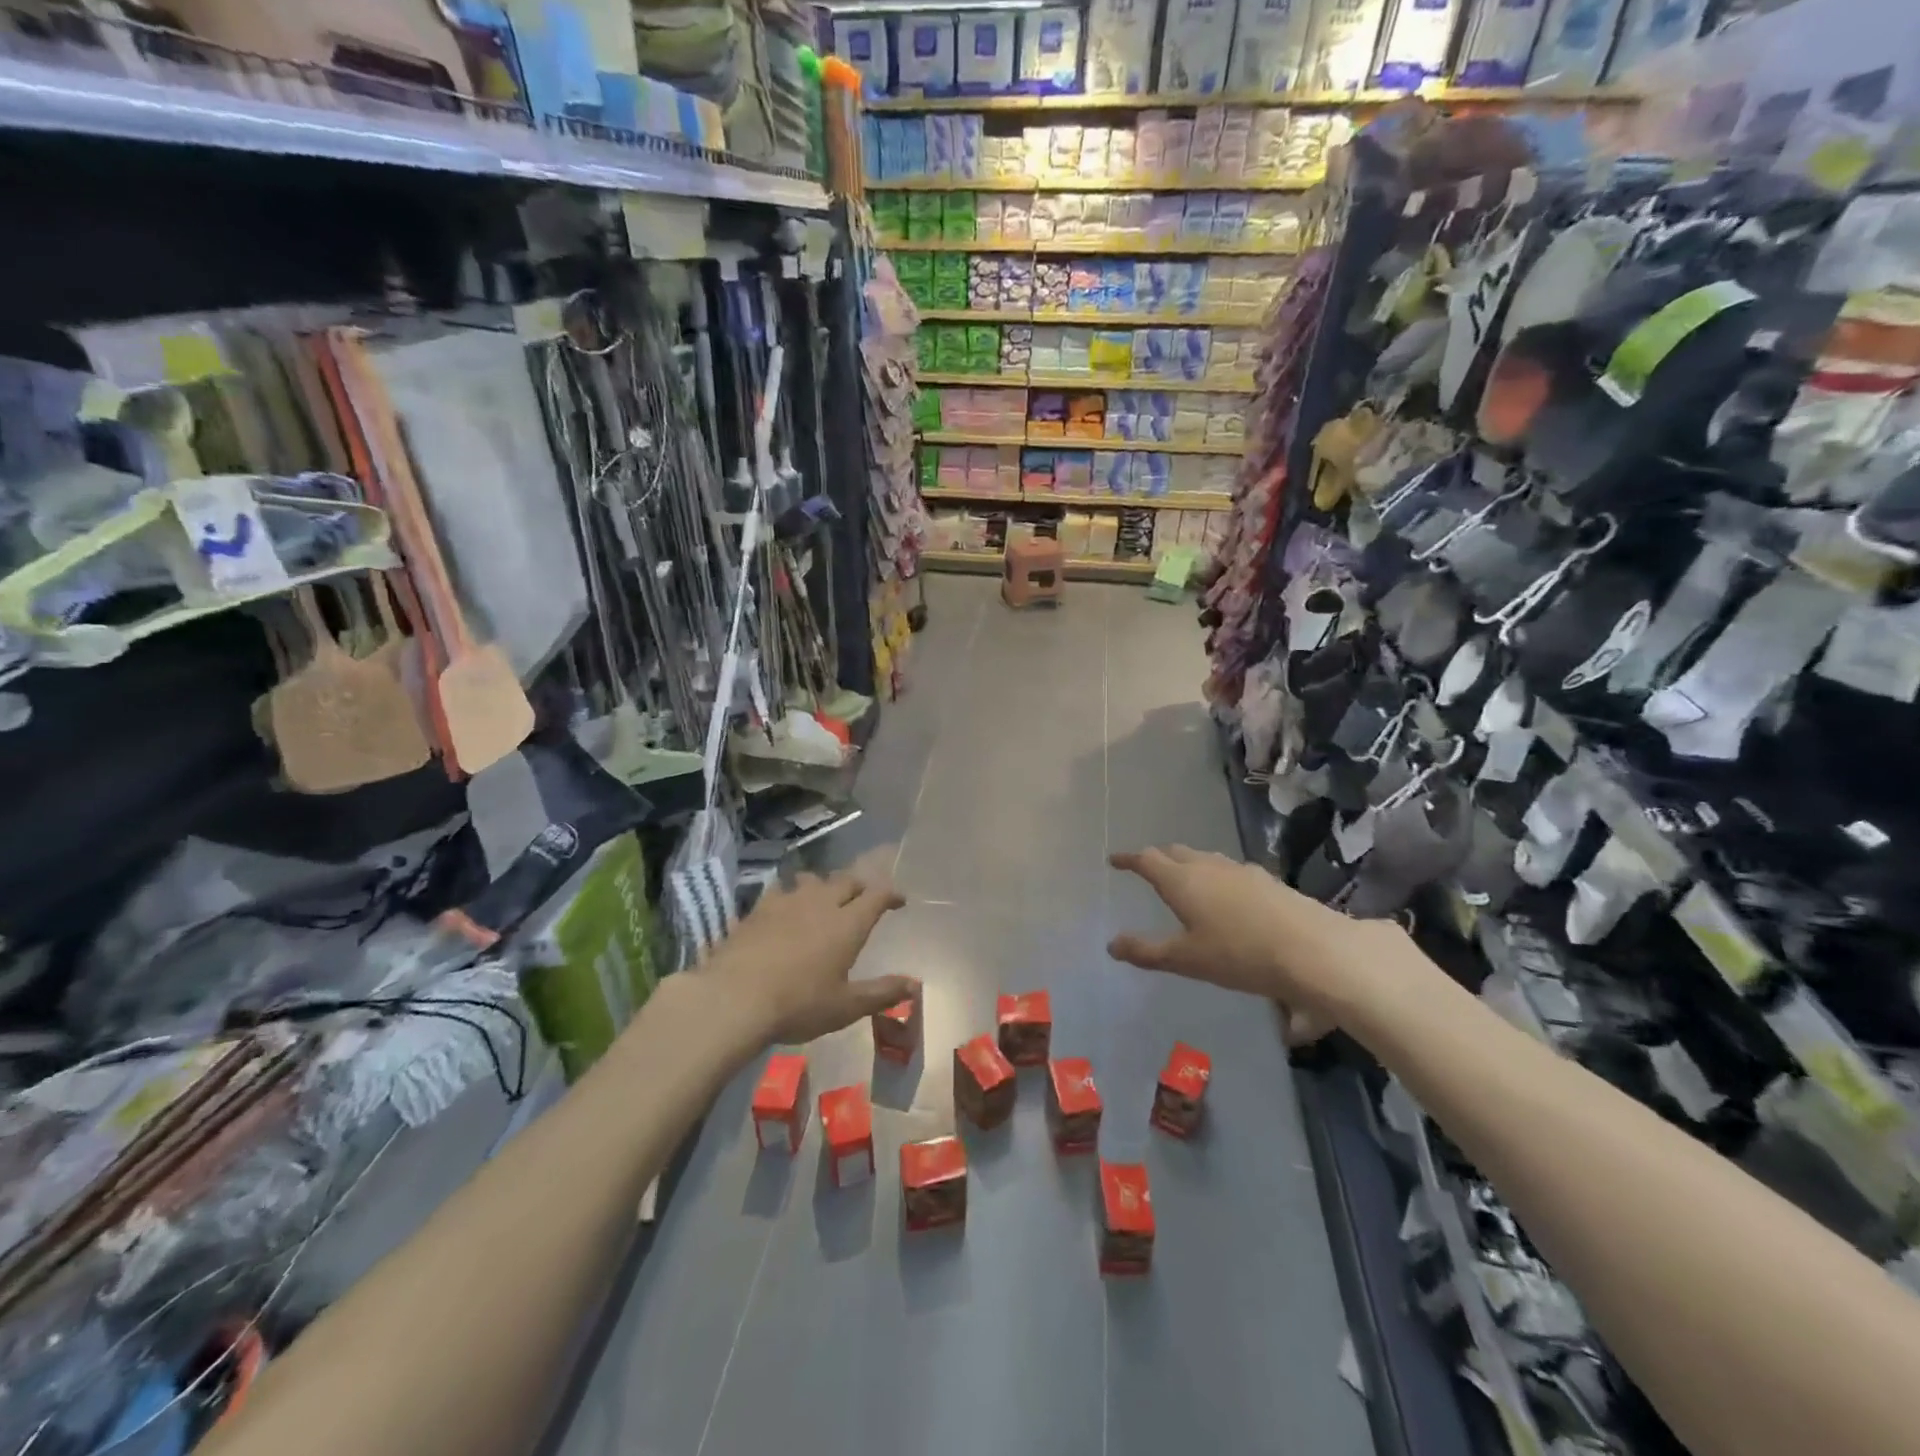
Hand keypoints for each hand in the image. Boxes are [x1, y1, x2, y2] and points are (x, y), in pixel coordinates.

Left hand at [699, 871, 915, 1044]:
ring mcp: (786, 902)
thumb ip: (882, 993)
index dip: (891, 894)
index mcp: (848, 924)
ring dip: (824, 885)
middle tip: (864, 897)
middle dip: (860, 886)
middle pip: (846, 880)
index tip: (899, 901)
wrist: (733, 998)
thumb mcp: (845, 1007)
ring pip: (812, 880)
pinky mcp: (758, 909)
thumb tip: (915, 984)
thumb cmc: (798, 1004)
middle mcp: (821, 903)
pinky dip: (789, 894)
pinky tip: (783, 907)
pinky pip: (780, 890)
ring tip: (824, 897)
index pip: (877, 895)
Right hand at [1107, 845, 1397, 1043]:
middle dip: (1158, 857)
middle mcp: (1209, 867)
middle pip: (1176, 852)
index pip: (1148, 860)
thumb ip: (1147, 951)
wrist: (1313, 950)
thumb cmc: (1239, 954)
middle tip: (1147, 867)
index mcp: (1182, 881)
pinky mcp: (1267, 881)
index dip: (1129, 859)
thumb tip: (1112, 944)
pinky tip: (1226, 894)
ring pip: (1205, 858)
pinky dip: (1215, 875)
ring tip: (1184, 877)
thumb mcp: (1186, 959)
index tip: (1115, 860)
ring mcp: (1241, 871)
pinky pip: (1229, 870)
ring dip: (1188, 863)